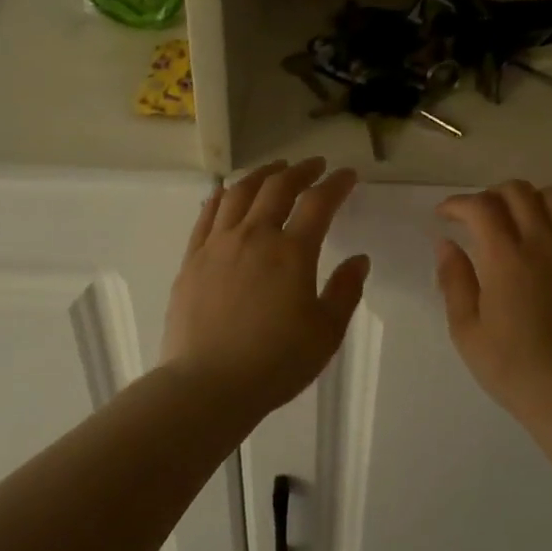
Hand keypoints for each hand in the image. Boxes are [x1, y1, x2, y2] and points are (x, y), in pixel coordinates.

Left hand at [161, 158, 369, 417]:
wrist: (207, 385)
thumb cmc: (275, 363)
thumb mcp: (326, 333)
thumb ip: (345, 291)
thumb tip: (358, 260)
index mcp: (291, 252)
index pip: (319, 203)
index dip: (337, 184)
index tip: (348, 176)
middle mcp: (254, 236)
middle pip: (278, 187)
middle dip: (300, 171)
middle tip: (315, 166)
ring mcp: (218, 245)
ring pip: (239, 193)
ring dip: (261, 174)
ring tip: (274, 169)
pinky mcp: (192, 259)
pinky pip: (208, 215)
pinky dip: (223, 196)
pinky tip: (229, 193)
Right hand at [435, 181, 551, 429]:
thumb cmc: (512, 368)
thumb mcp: (467, 330)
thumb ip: (454, 280)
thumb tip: (446, 243)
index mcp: (506, 258)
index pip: (480, 207)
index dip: (457, 204)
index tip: (444, 216)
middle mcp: (543, 243)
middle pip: (517, 191)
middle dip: (489, 196)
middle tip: (475, 219)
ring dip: (526, 200)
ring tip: (512, 223)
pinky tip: (545, 245)